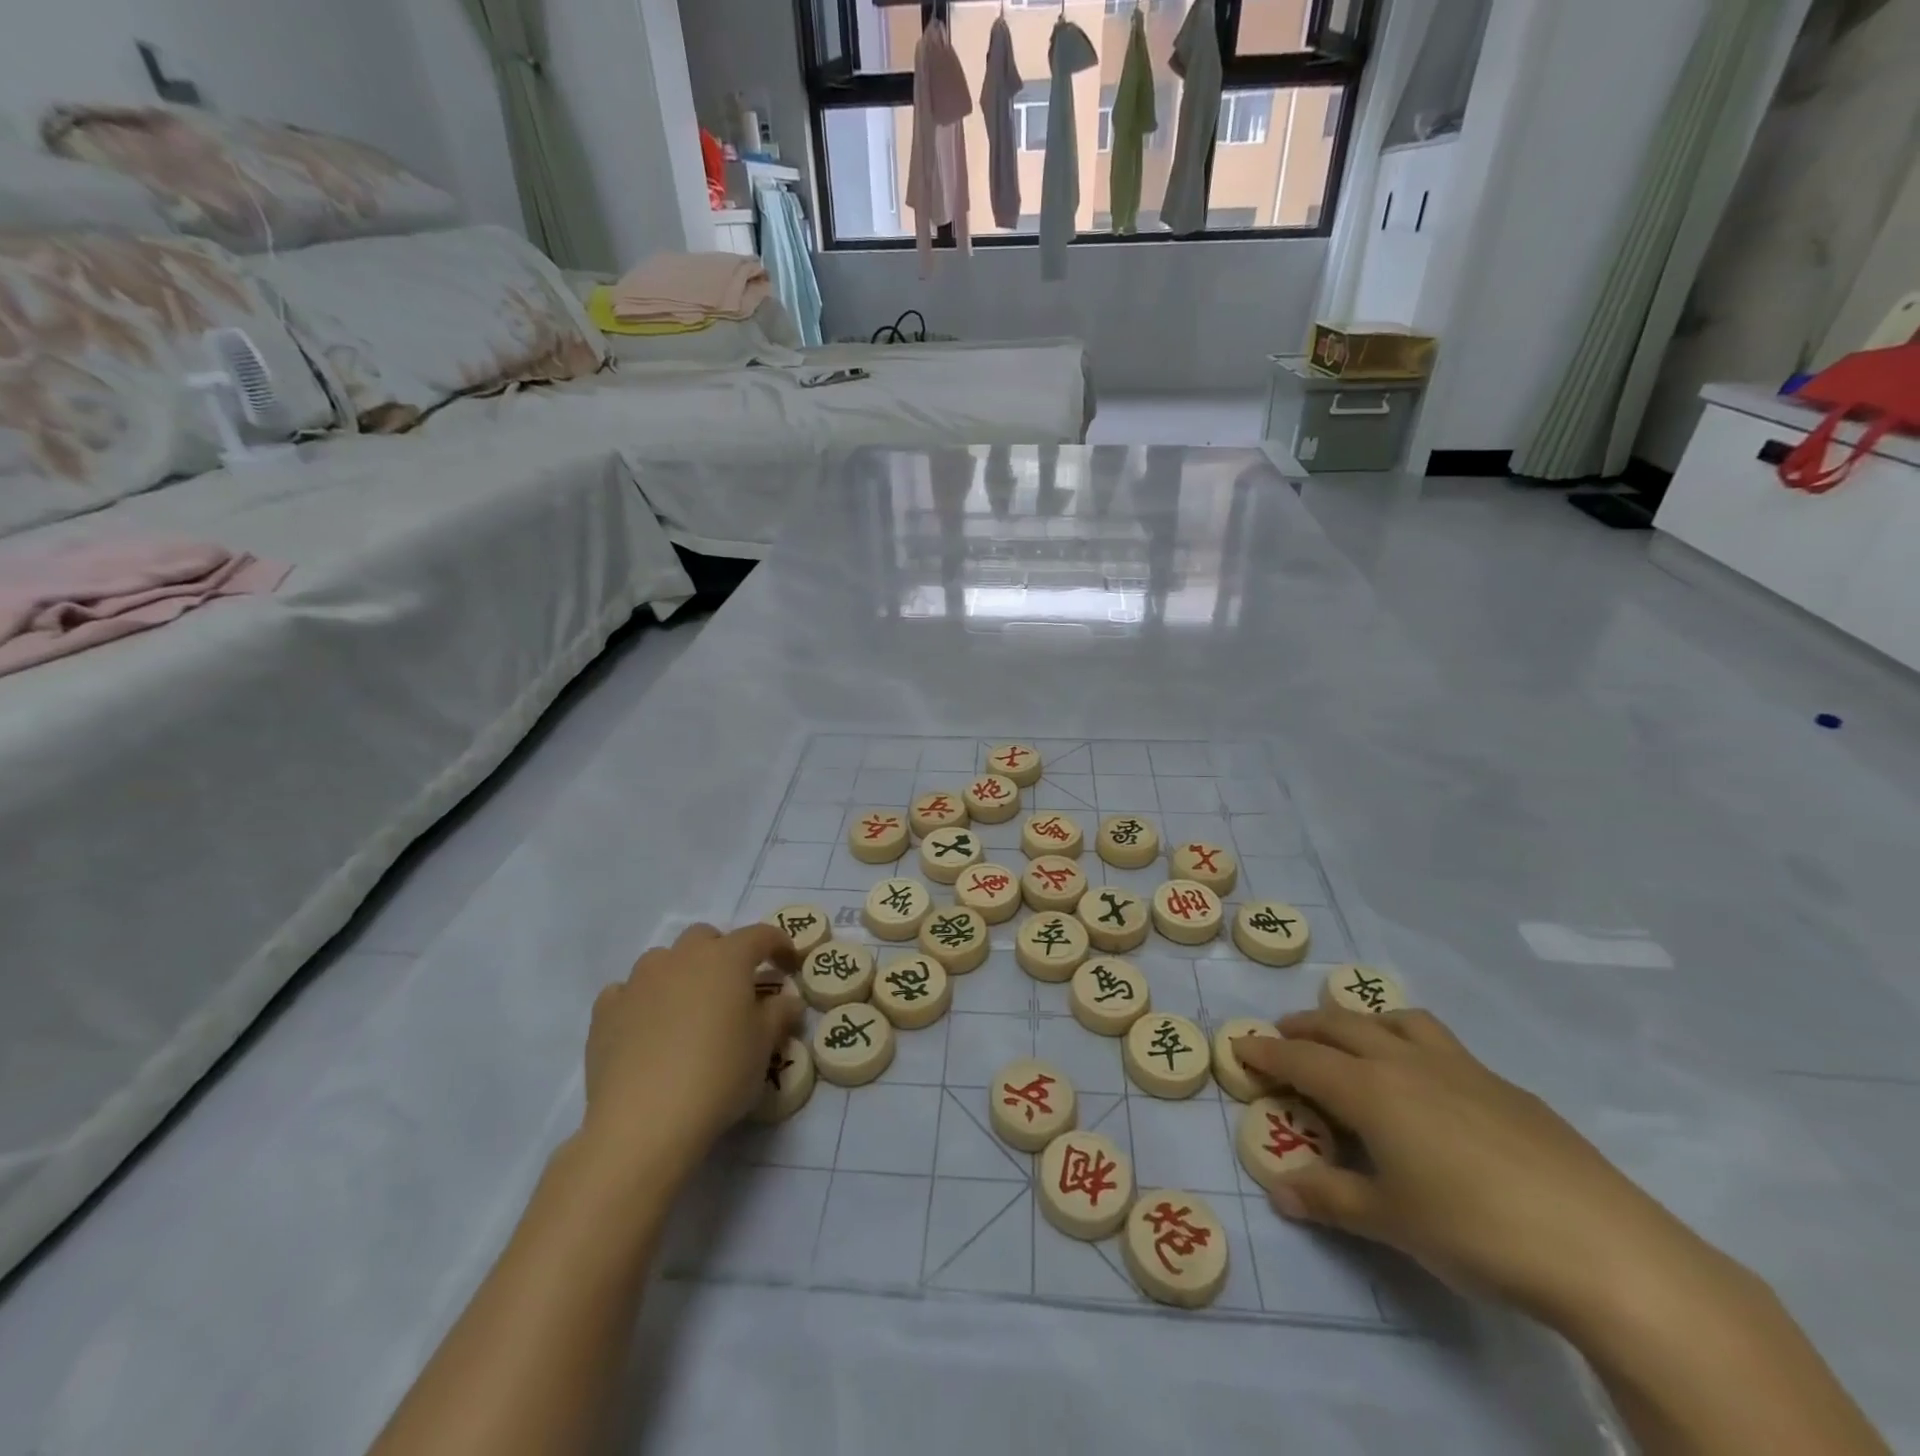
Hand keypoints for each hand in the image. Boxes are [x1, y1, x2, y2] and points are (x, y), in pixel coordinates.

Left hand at [580, 923, 801, 1184]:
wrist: (643, 1121)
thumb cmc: (719, 1074)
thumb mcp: (764, 1046)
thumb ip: (780, 1014)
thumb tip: (787, 1001)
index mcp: (726, 958)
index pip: (761, 935)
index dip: (779, 945)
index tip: (789, 965)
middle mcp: (682, 958)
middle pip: (706, 937)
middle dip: (723, 953)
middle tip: (734, 988)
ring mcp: (639, 981)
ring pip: (664, 960)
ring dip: (681, 974)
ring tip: (688, 1010)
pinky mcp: (605, 1011)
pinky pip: (627, 992)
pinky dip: (642, 1001)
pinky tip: (647, 1028)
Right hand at [1234, 1008, 1705, 1329]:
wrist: (1605, 1249)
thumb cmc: (1476, 1231)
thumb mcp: (1391, 1222)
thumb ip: (1330, 1199)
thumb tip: (1279, 1190)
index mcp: (1370, 1089)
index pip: (1301, 1059)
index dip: (1265, 1051)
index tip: (1239, 1045)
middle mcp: (1407, 1063)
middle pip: (1342, 1025)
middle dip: (1305, 1026)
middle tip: (1284, 1035)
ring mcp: (1461, 1069)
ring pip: (1396, 1021)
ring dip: (1362, 1021)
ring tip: (1354, 1039)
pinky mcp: (1507, 1087)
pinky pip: (1441, 1044)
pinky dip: (1412, 1044)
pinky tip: (1431, 1087)